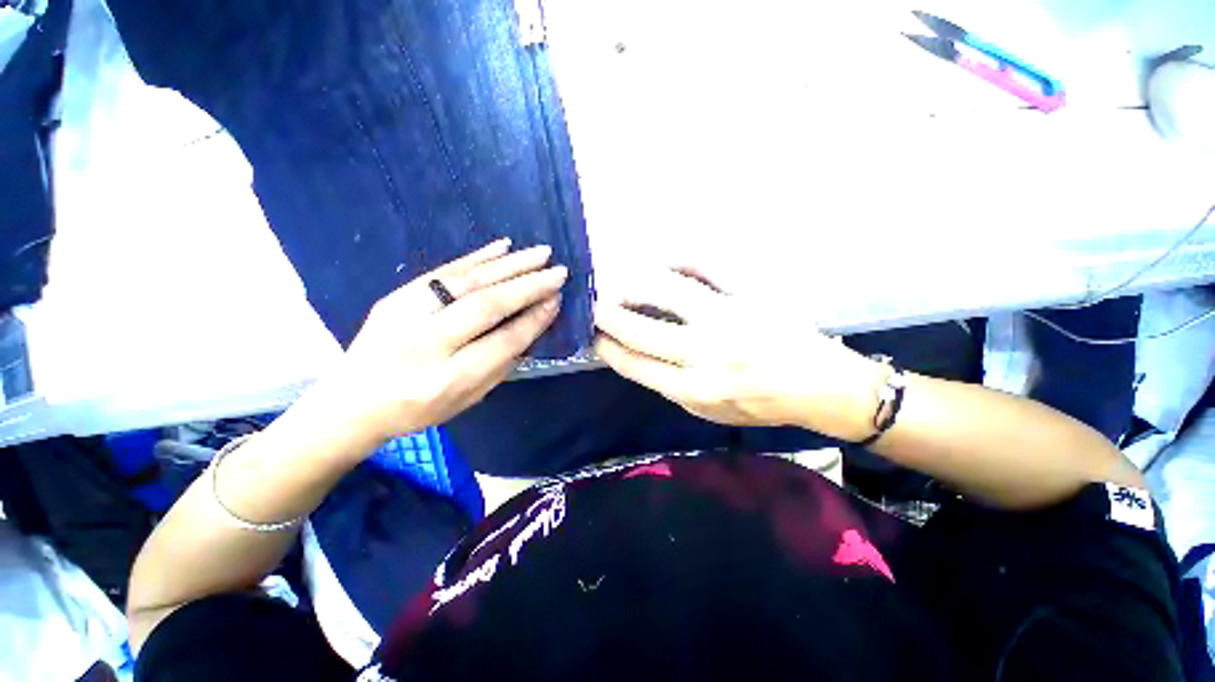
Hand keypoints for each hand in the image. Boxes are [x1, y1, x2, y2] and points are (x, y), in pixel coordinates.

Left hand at [315, 238, 566, 442]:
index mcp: (448, 379)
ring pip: (467, 281)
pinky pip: (444, 270)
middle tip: (559, 272)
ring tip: (541, 254)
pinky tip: (503, 247)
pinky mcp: (396, 295)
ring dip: (510, 265)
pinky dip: (478, 257)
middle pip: (486, 305)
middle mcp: (427, 343)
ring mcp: (406, 314)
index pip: (504, 341)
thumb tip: (531, 325)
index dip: (534, 319)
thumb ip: (502, 365)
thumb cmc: (418, 409)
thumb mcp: (468, 400)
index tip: (557, 301)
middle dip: (528, 286)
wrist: (351, 401)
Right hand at [593, 267, 883, 439]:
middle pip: (639, 328)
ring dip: (634, 283)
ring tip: (622, 282)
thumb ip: (669, 384)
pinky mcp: (749, 294)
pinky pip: (706, 265)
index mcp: (695, 388)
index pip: (634, 363)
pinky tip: (662, 262)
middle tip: (593, 304)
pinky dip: (678, 259)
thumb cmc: (761, 405)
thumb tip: (634, 354)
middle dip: (606, 314)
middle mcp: (705, 353)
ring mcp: (728, 318)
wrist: (820, 388)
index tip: (591, 335)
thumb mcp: (709, 412)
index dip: (605, 347)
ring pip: (665, 290)